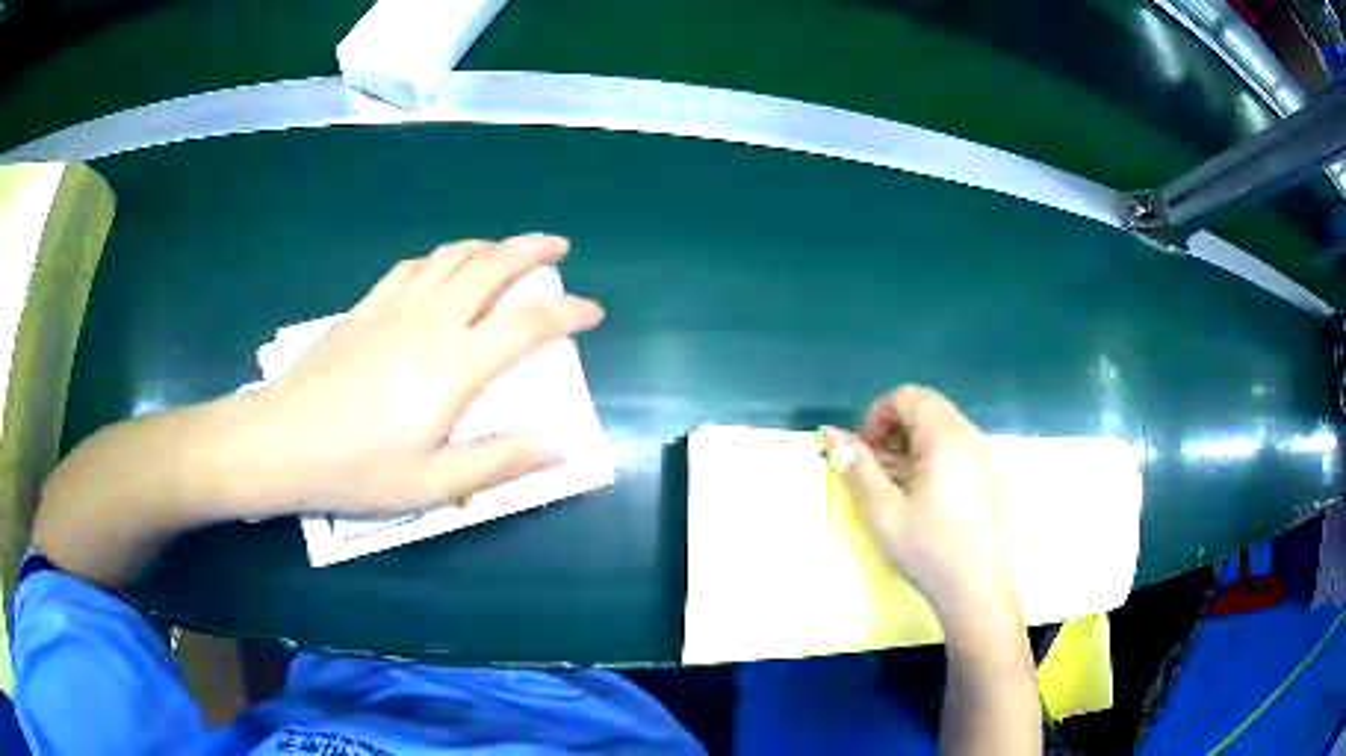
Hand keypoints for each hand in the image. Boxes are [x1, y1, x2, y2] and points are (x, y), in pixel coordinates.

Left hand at [226, 233, 603, 515]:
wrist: (280, 441)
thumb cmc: (357, 470)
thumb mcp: (434, 483)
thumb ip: (500, 461)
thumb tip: (562, 446)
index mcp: (455, 365)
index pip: (528, 324)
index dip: (568, 312)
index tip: (592, 311)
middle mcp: (431, 321)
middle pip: (492, 266)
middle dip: (533, 250)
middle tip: (559, 247)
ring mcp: (394, 306)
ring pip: (452, 256)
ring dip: (489, 245)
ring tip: (508, 249)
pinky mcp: (365, 307)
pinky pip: (414, 265)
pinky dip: (442, 257)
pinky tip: (442, 266)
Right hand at [822, 386, 1016, 617]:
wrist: (977, 588)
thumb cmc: (927, 548)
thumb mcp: (882, 511)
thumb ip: (856, 467)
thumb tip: (832, 435)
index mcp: (945, 437)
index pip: (906, 396)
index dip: (876, 416)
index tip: (861, 453)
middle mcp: (969, 435)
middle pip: (926, 408)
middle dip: (892, 429)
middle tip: (874, 469)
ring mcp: (984, 455)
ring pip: (942, 428)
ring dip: (911, 444)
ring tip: (895, 487)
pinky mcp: (990, 476)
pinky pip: (957, 448)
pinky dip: (932, 458)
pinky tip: (923, 498)